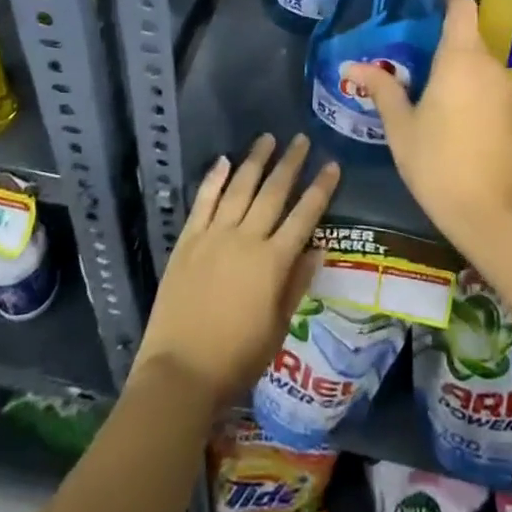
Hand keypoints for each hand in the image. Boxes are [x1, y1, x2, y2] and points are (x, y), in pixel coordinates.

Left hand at [132, 134, 339, 412]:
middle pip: (273, 192)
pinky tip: (224, 161)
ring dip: (255, 161)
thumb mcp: (277, 328)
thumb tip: (319, 247)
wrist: (180, 372)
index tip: (332, 164)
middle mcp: (246, 239)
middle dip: (290, 164)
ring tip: (268, 138)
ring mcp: (214, 236)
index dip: (320, 189)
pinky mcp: (188, 240)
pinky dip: (214, 179)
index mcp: (273, 262)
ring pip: (240, 188)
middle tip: (302, 139)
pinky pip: (204, 201)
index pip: (304, 216)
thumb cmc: (236, 359)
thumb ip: (297, 284)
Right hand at [351, 0, 511, 248]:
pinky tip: (445, 107)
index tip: (421, 6)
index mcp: (461, 58)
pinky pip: (485, 83)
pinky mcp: (510, 112)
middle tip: (406, 50)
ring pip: (476, 61)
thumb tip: (352, 66)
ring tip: (421, 79)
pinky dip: (467, 84)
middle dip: (439, 37)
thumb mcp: (401, 125)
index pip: (462, 6)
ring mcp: (504, 89)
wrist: (487, 212)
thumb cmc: (437, 161)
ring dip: (453, 64)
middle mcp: (488, 65)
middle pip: (467, 34)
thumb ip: (381, 89)